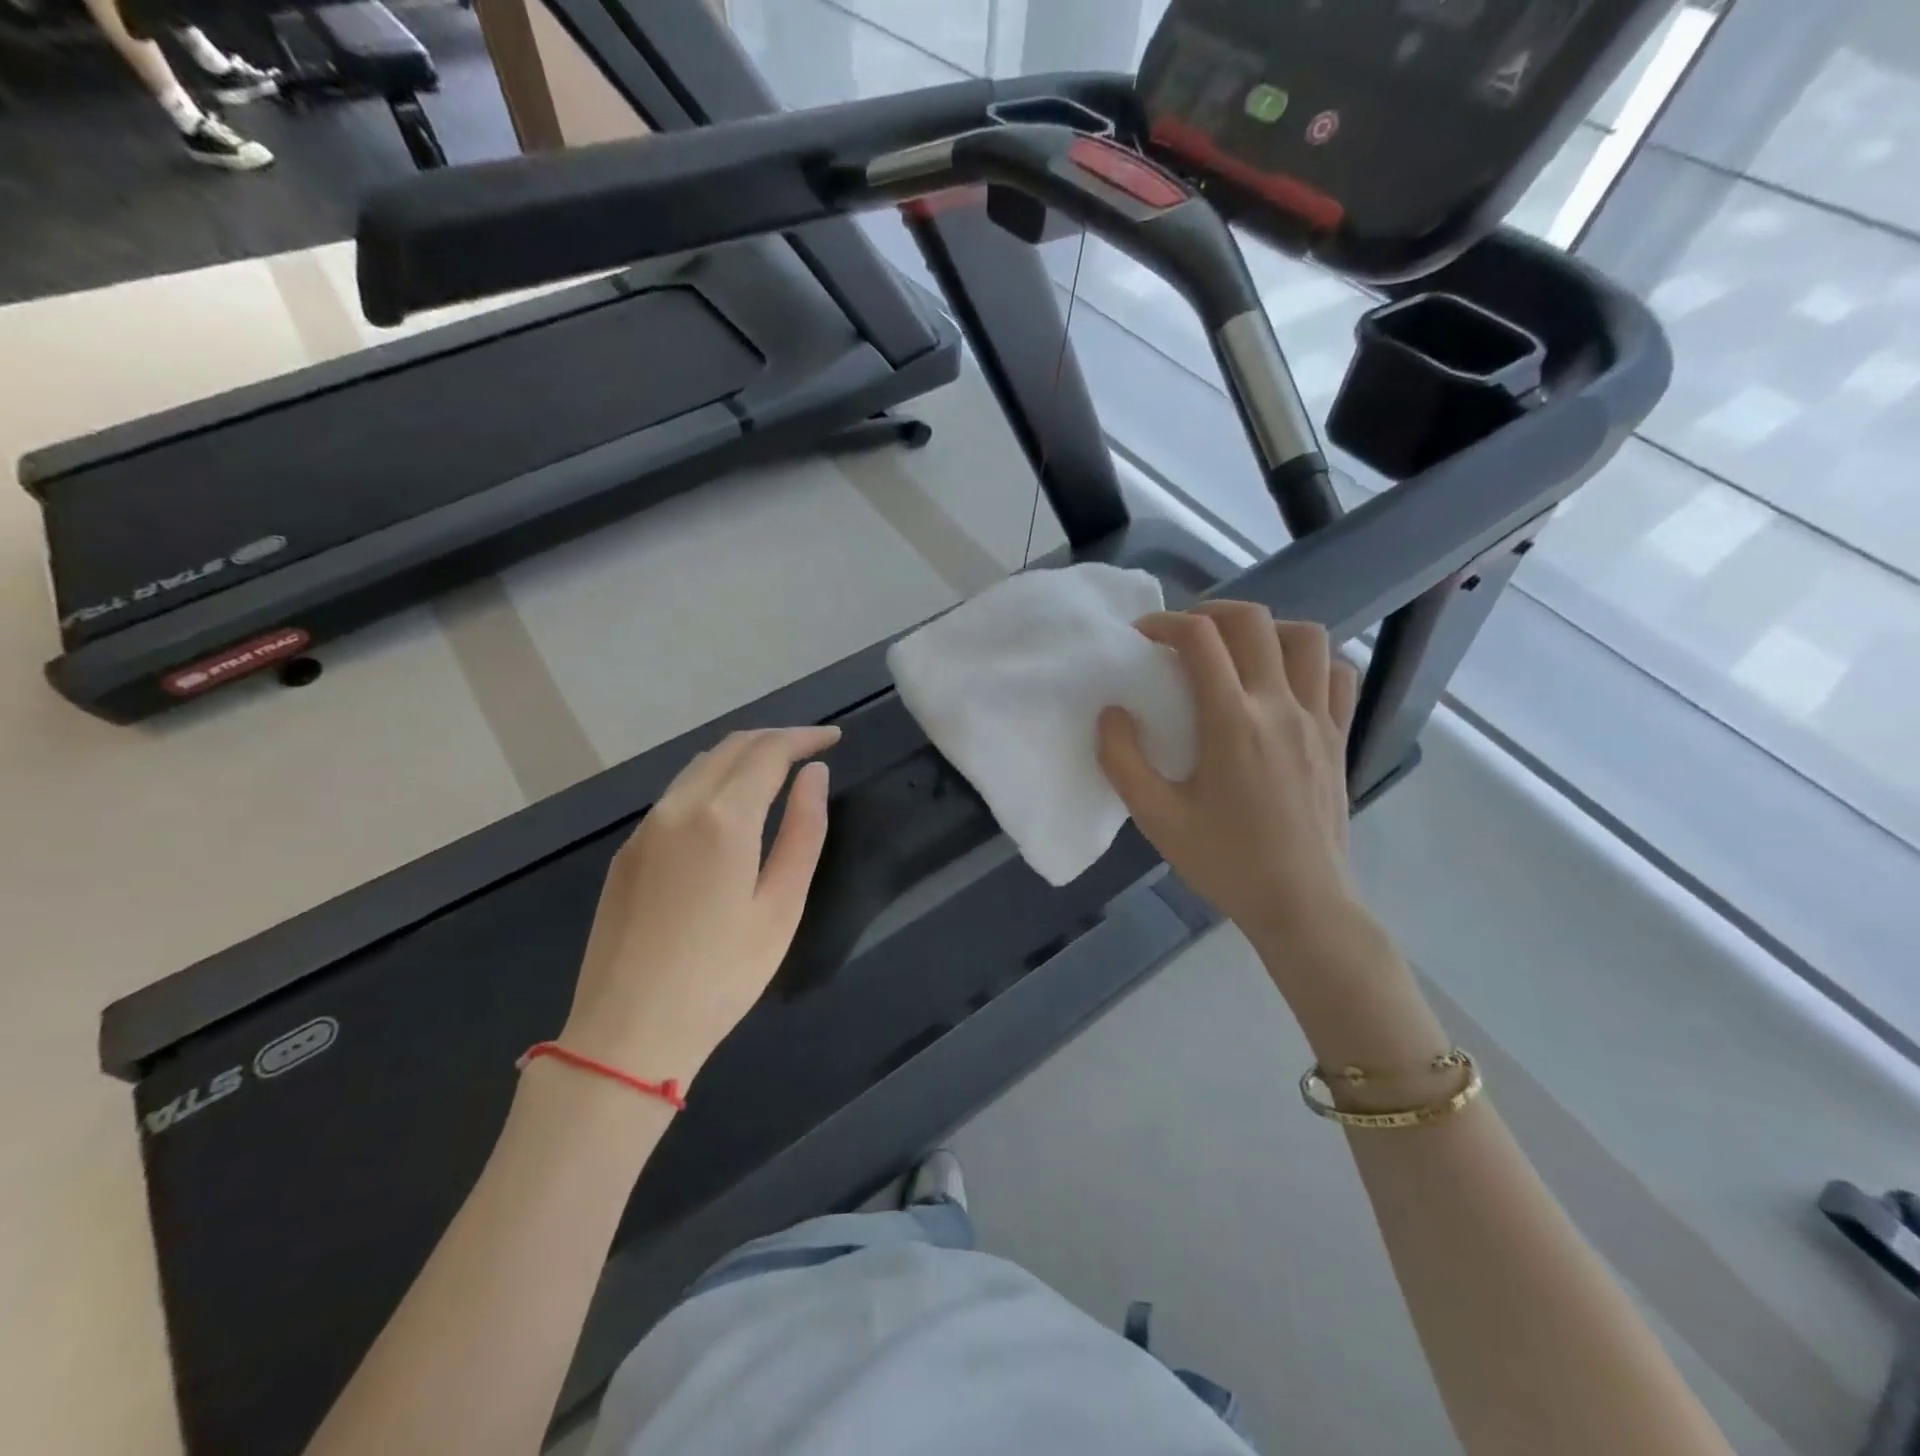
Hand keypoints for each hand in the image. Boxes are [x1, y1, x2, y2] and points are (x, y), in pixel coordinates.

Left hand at [559, 727, 839, 1088]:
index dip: (804, 737)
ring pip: (698, 766)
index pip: (768, 752)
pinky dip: (712, 780)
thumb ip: (803, 832)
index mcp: (723, 818)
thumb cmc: (722, 976)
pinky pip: (675, 794)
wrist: (627, 1032)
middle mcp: (678, 808)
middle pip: (730, 747)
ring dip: (741, 755)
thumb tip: (814, 775)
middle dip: (775, 738)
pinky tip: (729, 806)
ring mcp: (645, 828)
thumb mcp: (781, 906)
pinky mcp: (627, 852)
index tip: (834, 738)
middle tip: (811, 749)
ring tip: (777, 770)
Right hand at [1098, 603, 1368, 957]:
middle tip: (1185, 635)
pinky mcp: (1339, 737)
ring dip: (1266, 629)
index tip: (1143, 636)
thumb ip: (1123, 761)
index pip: (1201, 640)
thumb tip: (1112, 713)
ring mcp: (1318, 719)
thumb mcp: (1157, 818)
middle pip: (1254, 622)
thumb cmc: (1225, 862)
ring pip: (1306, 637)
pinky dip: (1310, 662)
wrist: (1302, 904)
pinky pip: (1337, 675)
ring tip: (1237, 651)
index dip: (1165, 624)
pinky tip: (1285, 683)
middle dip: (1211, 612)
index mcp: (1233, 722)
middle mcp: (1281, 707)